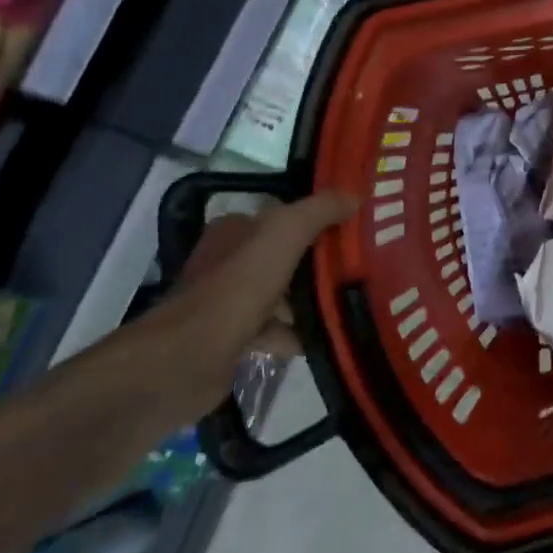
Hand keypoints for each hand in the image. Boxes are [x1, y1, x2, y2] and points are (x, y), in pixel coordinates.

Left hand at [148, 192, 356, 400]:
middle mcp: (228, 262)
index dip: (318, 219)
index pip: (283, 217)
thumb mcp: (285, 232)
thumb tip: (355, 194)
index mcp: (234, 230)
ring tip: (352, 302)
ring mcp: (228, 302)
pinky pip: (276, 331)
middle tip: (363, 266)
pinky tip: (325, 337)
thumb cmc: (238, 286)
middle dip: (320, 262)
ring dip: (312, 300)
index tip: (355, 227)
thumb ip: (320, 209)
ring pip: (282, 294)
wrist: (189, 357)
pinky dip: (298, 334)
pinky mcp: (231, 340)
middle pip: (286, 256)